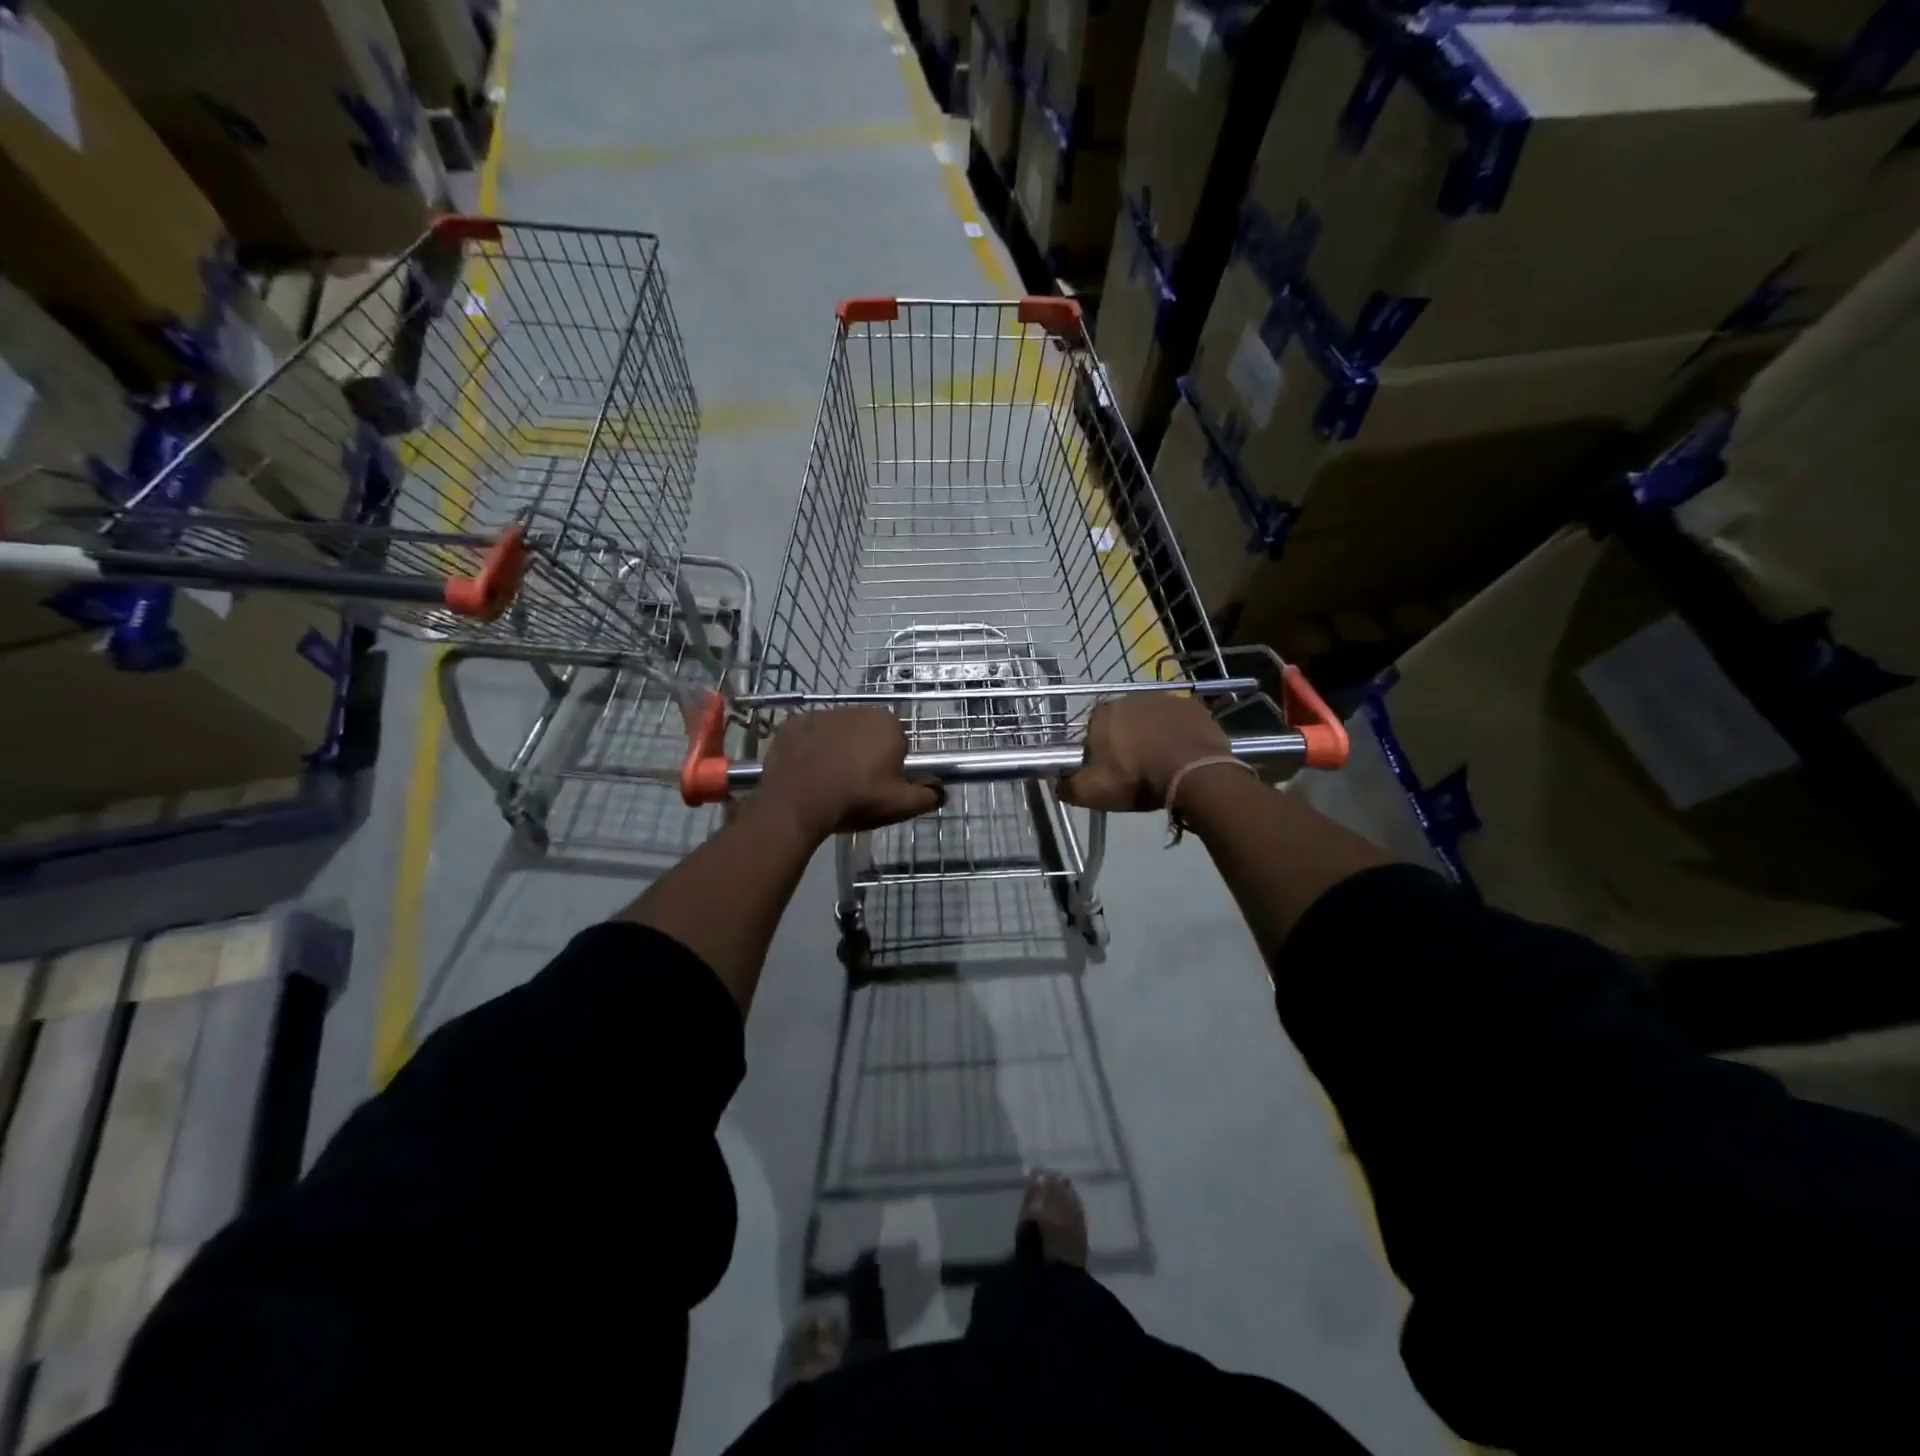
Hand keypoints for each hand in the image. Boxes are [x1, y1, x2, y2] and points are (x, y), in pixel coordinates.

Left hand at [757, 707, 941, 839]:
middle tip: (855, 785)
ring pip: (836, 732)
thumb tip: (942, 791)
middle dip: (863, 753)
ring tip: (827, 780)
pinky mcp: (792, 723)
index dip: (890, 765)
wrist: (798, 803)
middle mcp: (856, 709)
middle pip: (866, 733)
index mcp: (886, 723)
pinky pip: (807, 735)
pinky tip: (805, 772)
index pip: (897, 742)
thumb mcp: (901, 804)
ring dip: (836, 749)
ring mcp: (820, 714)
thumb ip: (928, 795)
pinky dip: (808, 749)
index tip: (879, 785)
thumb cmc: (857, 799)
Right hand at [1058, 695, 1232, 812]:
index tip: (1107, 769)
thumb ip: (1067, 787)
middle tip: (1135, 768)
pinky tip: (1182, 754)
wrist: (1193, 773)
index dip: (1098, 750)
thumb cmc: (1137, 779)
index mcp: (1102, 714)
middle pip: (1122, 721)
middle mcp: (1130, 698)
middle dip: (1126, 739)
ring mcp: (1165, 699)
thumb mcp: (1092, 793)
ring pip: (1151, 718)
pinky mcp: (1192, 706)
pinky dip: (1179, 733)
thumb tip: (1057, 784)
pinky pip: (1179, 720)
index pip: (1092, 729)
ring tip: (1161, 763)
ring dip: (1153, 734)